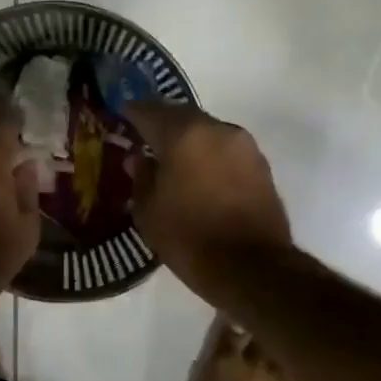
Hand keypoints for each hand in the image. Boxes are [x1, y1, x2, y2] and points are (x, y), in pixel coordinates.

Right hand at [122, 102, 293, 306]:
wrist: (252, 268)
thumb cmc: (189, 237)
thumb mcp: (148, 211)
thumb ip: (141, 177)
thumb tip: (138, 159)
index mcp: (184, 134)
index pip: (149, 111)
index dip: (131, 112)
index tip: (119, 114)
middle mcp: (216, 129)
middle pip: (181, 115)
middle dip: (161, 122)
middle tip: (143, 134)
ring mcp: (244, 145)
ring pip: (206, 130)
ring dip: (187, 138)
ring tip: (170, 156)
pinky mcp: (261, 165)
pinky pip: (225, 149)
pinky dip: (208, 153)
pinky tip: (197, 172)